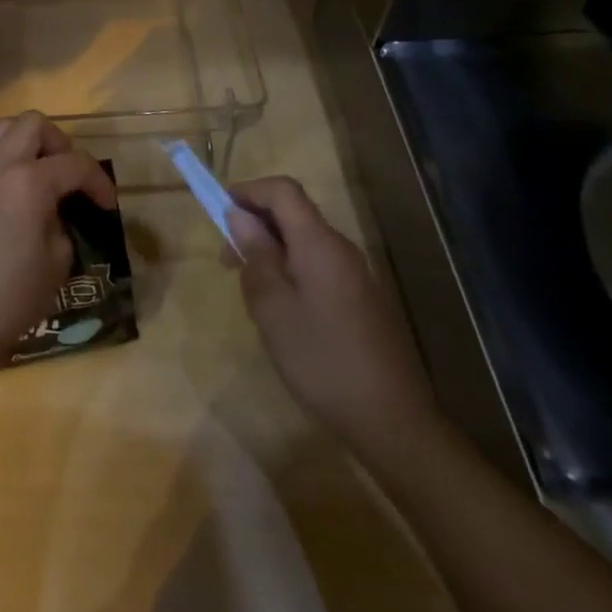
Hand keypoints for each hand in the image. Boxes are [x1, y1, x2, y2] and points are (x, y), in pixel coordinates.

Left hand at [0, 111, 115, 374]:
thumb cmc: (10, 296)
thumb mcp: (57, 263)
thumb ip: (61, 225)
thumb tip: (53, 215)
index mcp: (29, 182)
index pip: (75, 164)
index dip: (99, 182)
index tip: (107, 206)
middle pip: (34, 124)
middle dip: (60, 144)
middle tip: (69, 177)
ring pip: (3, 132)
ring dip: (28, 145)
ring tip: (40, 178)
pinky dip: (3, 162)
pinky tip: (10, 194)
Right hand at [228, 176, 439, 457]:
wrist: (392, 420)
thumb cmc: (321, 359)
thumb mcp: (272, 308)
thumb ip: (256, 256)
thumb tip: (241, 217)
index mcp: (319, 244)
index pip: (283, 190)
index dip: (249, 191)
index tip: (219, 211)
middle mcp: (341, 249)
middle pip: (294, 214)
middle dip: (255, 225)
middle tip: (228, 261)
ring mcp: (356, 275)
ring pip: (304, 242)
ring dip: (271, 251)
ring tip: (251, 292)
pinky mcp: (362, 300)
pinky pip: (318, 266)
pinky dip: (291, 271)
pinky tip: (282, 311)